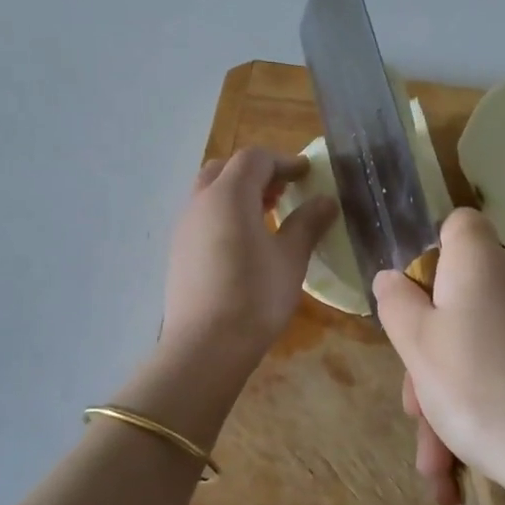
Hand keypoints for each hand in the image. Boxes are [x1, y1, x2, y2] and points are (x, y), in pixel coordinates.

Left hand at [159, 147, 338, 370]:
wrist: (205, 345)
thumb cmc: (255, 296)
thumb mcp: (291, 258)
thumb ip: (307, 223)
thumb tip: (326, 200)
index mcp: (229, 195)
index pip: (255, 159)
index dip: (283, 161)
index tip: (307, 174)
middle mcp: (200, 202)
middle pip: (226, 169)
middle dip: (256, 173)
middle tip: (283, 191)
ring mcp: (184, 227)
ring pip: (210, 192)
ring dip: (238, 192)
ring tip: (267, 215)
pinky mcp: (178, 251)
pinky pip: (202, 216)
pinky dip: (224, 213)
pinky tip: (244, 241)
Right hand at [373, 208, 504, 504]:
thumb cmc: (477, 385)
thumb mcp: (416, 344)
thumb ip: (396, 303)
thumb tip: (392, 278)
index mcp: (479, 262)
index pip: (459, 224)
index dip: (429, 250)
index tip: (410, 297)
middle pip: (453, 297)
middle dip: (423, 354)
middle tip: (413, 405)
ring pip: (469, 345)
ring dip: (441, 400)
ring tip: (434, 463)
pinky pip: (494, 372)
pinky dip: (471, 411)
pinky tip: (454, 471)